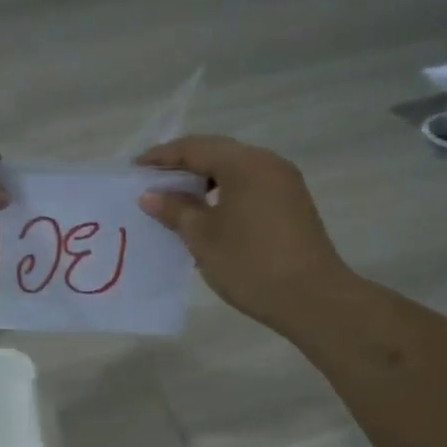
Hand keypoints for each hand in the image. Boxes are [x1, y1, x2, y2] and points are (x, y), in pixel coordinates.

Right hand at [137, 136, 352, 330]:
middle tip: (152, 183)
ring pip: (234, 171)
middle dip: (182, 166)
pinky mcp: (292, 204)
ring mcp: (284, 183)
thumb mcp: (202, 237)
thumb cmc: (250, 263)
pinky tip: (207, 214)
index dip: (161, 157)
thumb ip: (174, 209)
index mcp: (245, 163)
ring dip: (203, 181)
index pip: (194, 148)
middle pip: (217, 153)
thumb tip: (151, 194)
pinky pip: (249, 186)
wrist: (312, 299)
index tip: (134, 169)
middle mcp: (267, 163)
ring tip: (175, 201)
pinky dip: (223, 193)